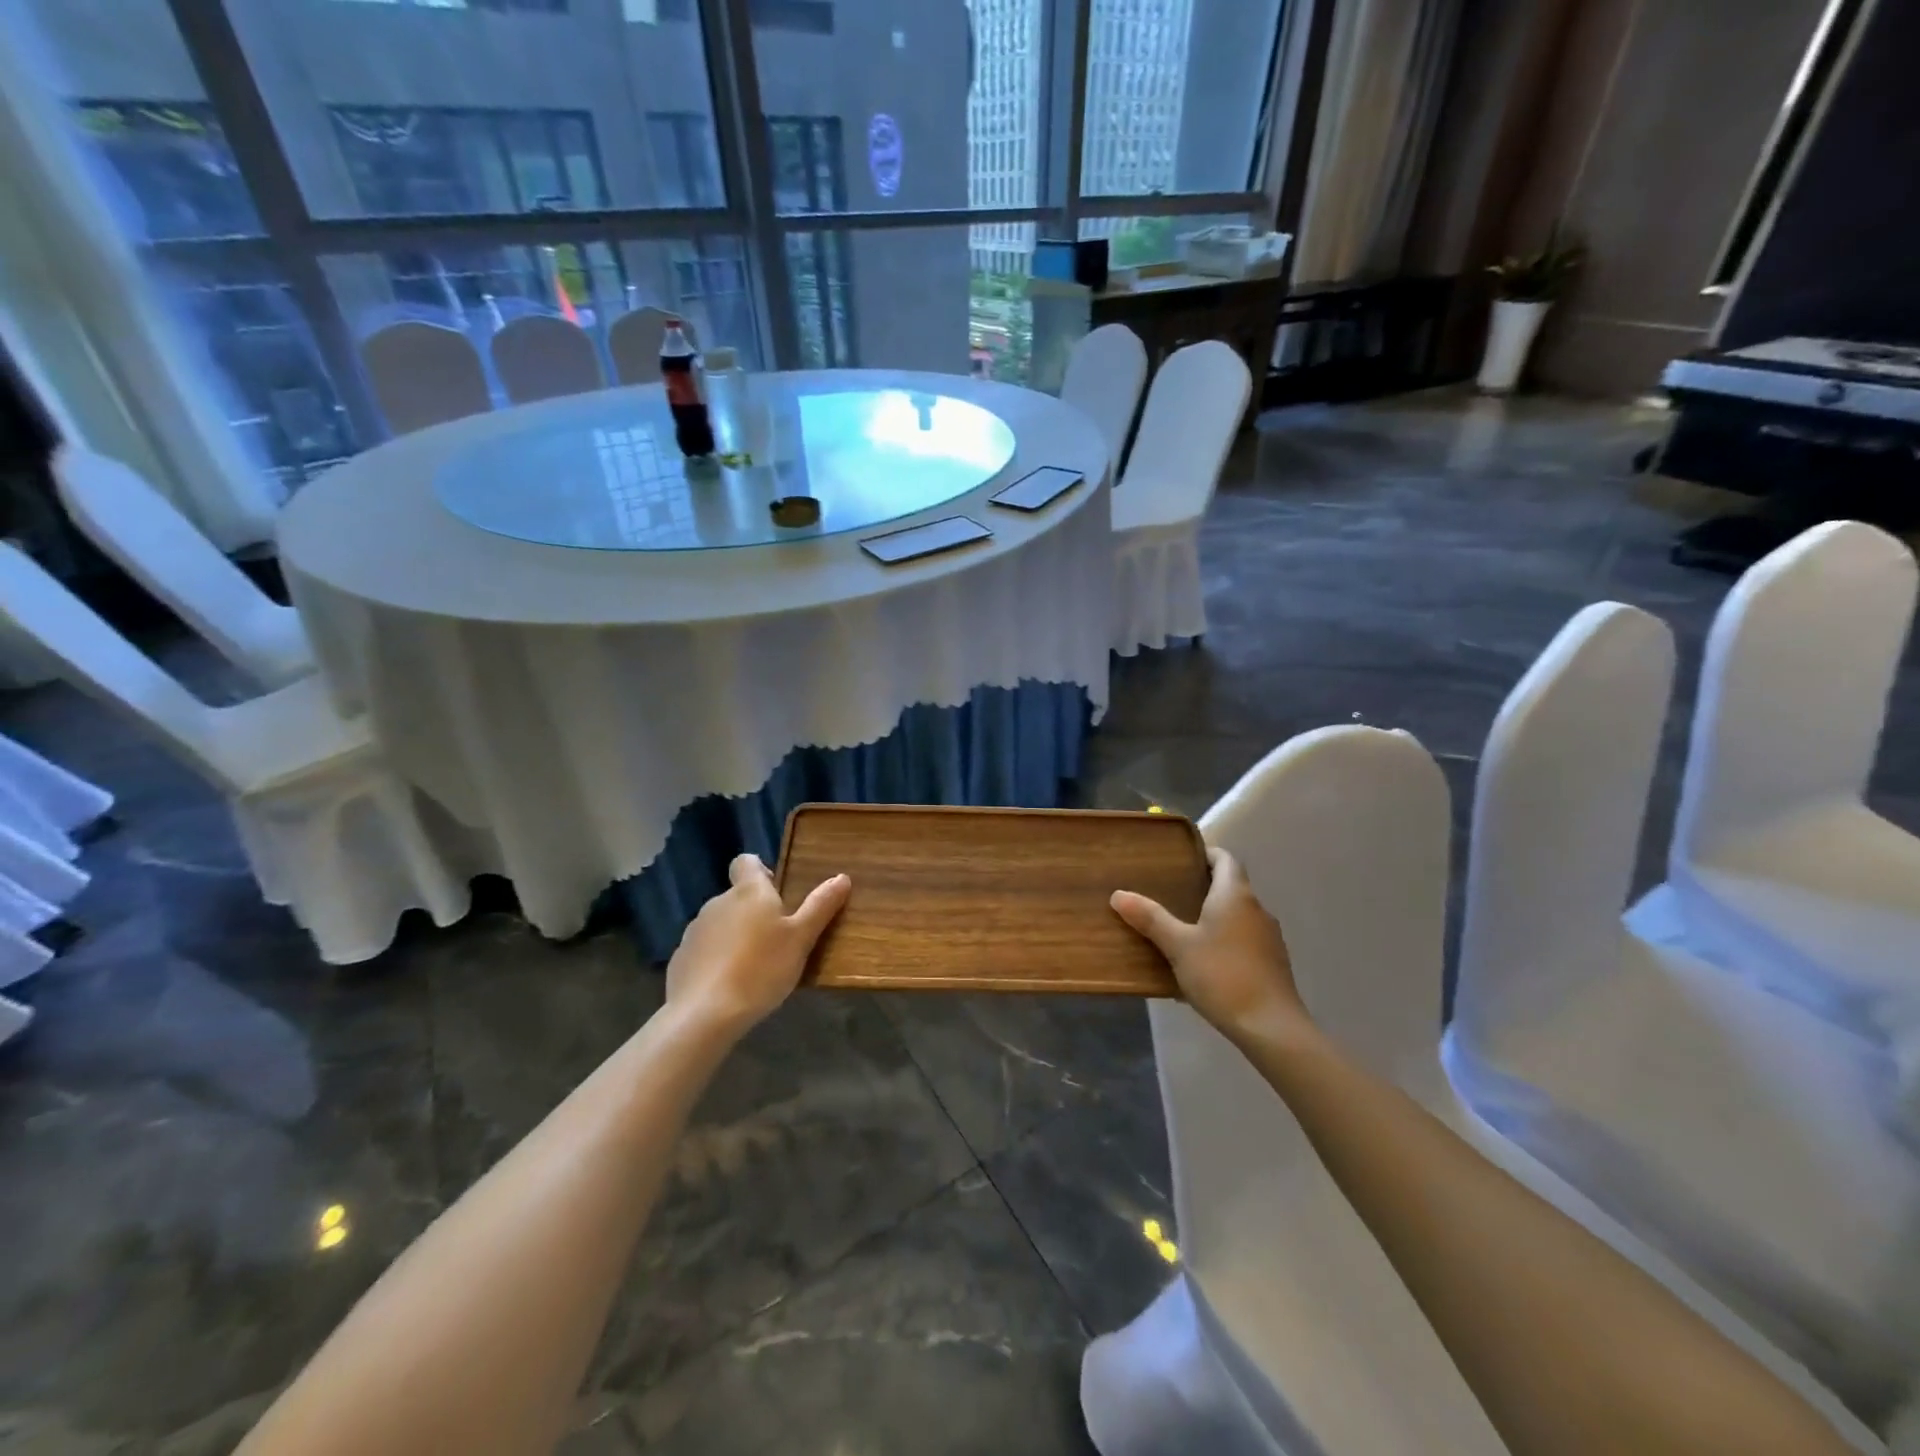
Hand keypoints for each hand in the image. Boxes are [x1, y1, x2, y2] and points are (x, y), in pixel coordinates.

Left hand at [666, 854, 849, 1036]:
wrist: (704, 1013)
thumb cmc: (761, 968)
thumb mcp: (801, 939)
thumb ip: (820, 906)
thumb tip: (842, 877)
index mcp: (748, 891)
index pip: (747, 861)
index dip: (761, 871)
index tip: (778, 893)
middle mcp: (718, 902)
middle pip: (738, 895)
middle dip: (755, 911)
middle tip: (777, 939)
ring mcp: (695, 930)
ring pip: (721, 923)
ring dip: (736, 935)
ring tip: (755, 966)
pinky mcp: (680, 958)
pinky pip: (705, 949)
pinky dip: (717, 959)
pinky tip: (729, 984)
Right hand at [1111, 847, 1309, 1045]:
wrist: (1271, 1027)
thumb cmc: (1222, 975)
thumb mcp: (1178, 946)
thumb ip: (1150, 918)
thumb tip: (1119, 894)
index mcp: (1235, 895)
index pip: (1225, 858)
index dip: (1205, 853)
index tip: (1181, 859)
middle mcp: (1257, 909)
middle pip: (1231, 886)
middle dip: (1202, 887)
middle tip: (1169, 893)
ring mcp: (1269, 937)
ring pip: (1237, 916)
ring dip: (1213, 917)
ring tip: (1181, 929)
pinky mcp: (1273, 964)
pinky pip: (1243, 941)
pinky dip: (1223, 942)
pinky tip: (1202, 964)